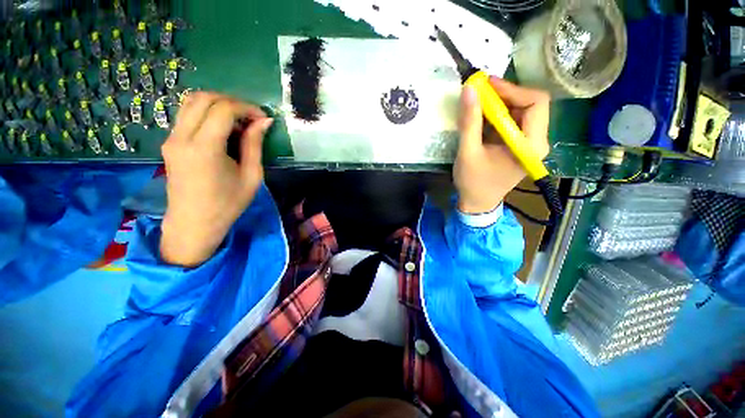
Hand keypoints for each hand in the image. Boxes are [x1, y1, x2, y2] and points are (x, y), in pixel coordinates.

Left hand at [159, 92, 273, 266]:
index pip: (223, 109)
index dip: (246, 108)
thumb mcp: (251, 176)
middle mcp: (182, 137)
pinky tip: (223, 129)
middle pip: (204, 98)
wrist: (194, 223)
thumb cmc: (228, 204)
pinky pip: (187, 115)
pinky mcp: (170, 143)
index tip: (263, 118)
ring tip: (238, 121)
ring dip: (218, 104)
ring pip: (191, 102)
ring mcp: (172, 138)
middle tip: (251, 117)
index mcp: (204, 148)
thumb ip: (254, 145)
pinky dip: (207, 113)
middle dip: (232, 101)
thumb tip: (263, 121)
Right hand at [454, 77, 550, 213]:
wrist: (477, 203)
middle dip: (505, 95)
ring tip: (479, 103)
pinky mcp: (519, 145)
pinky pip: (514, 121)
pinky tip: (482, 116)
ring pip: (522, 111)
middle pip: (531, 104)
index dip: (512, 89)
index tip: (487, 85)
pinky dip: (498, 114)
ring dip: (501, 103)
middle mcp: (537, 141)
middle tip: (480, 92)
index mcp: (531, 145)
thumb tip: (469, 89)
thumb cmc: (473, 182)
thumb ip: (469, 122)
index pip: (535, 103)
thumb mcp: (468, 152)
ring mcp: (529, 143)